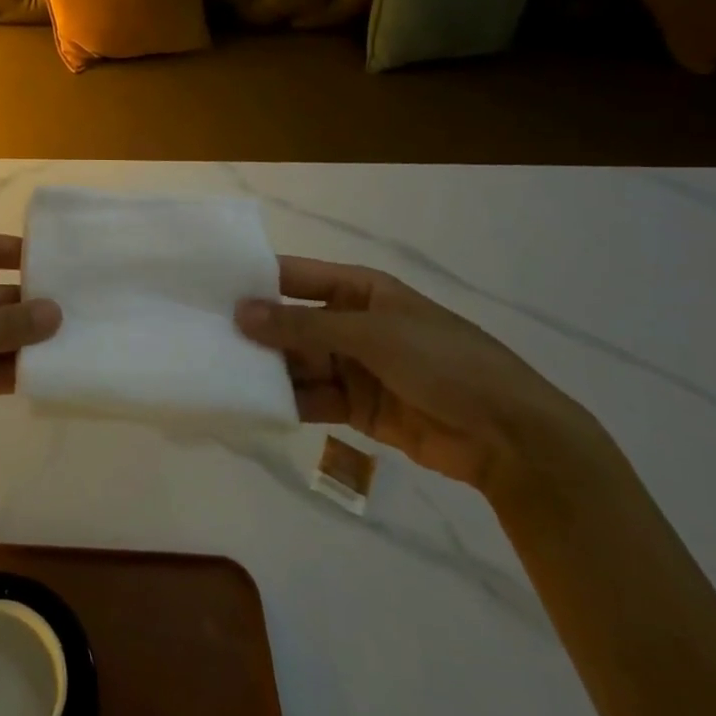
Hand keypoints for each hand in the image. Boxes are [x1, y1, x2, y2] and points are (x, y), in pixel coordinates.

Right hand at [237, 257, 599, 497]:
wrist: (512, 438)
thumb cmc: (444, 363)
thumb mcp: (371, 334)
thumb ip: (303, 325)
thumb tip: (240, 311)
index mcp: (360, 290)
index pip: (296, 277)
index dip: (256, 281)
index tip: (209, 288)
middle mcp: (352, 323)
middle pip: (292, 323)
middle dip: (256, 332)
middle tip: (203, 337)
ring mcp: (354, 366)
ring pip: (298, 362)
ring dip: (268, 368)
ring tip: (220, 373)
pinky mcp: (358, 407)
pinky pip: (312, 397)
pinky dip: (287, 401)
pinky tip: (253, 404)